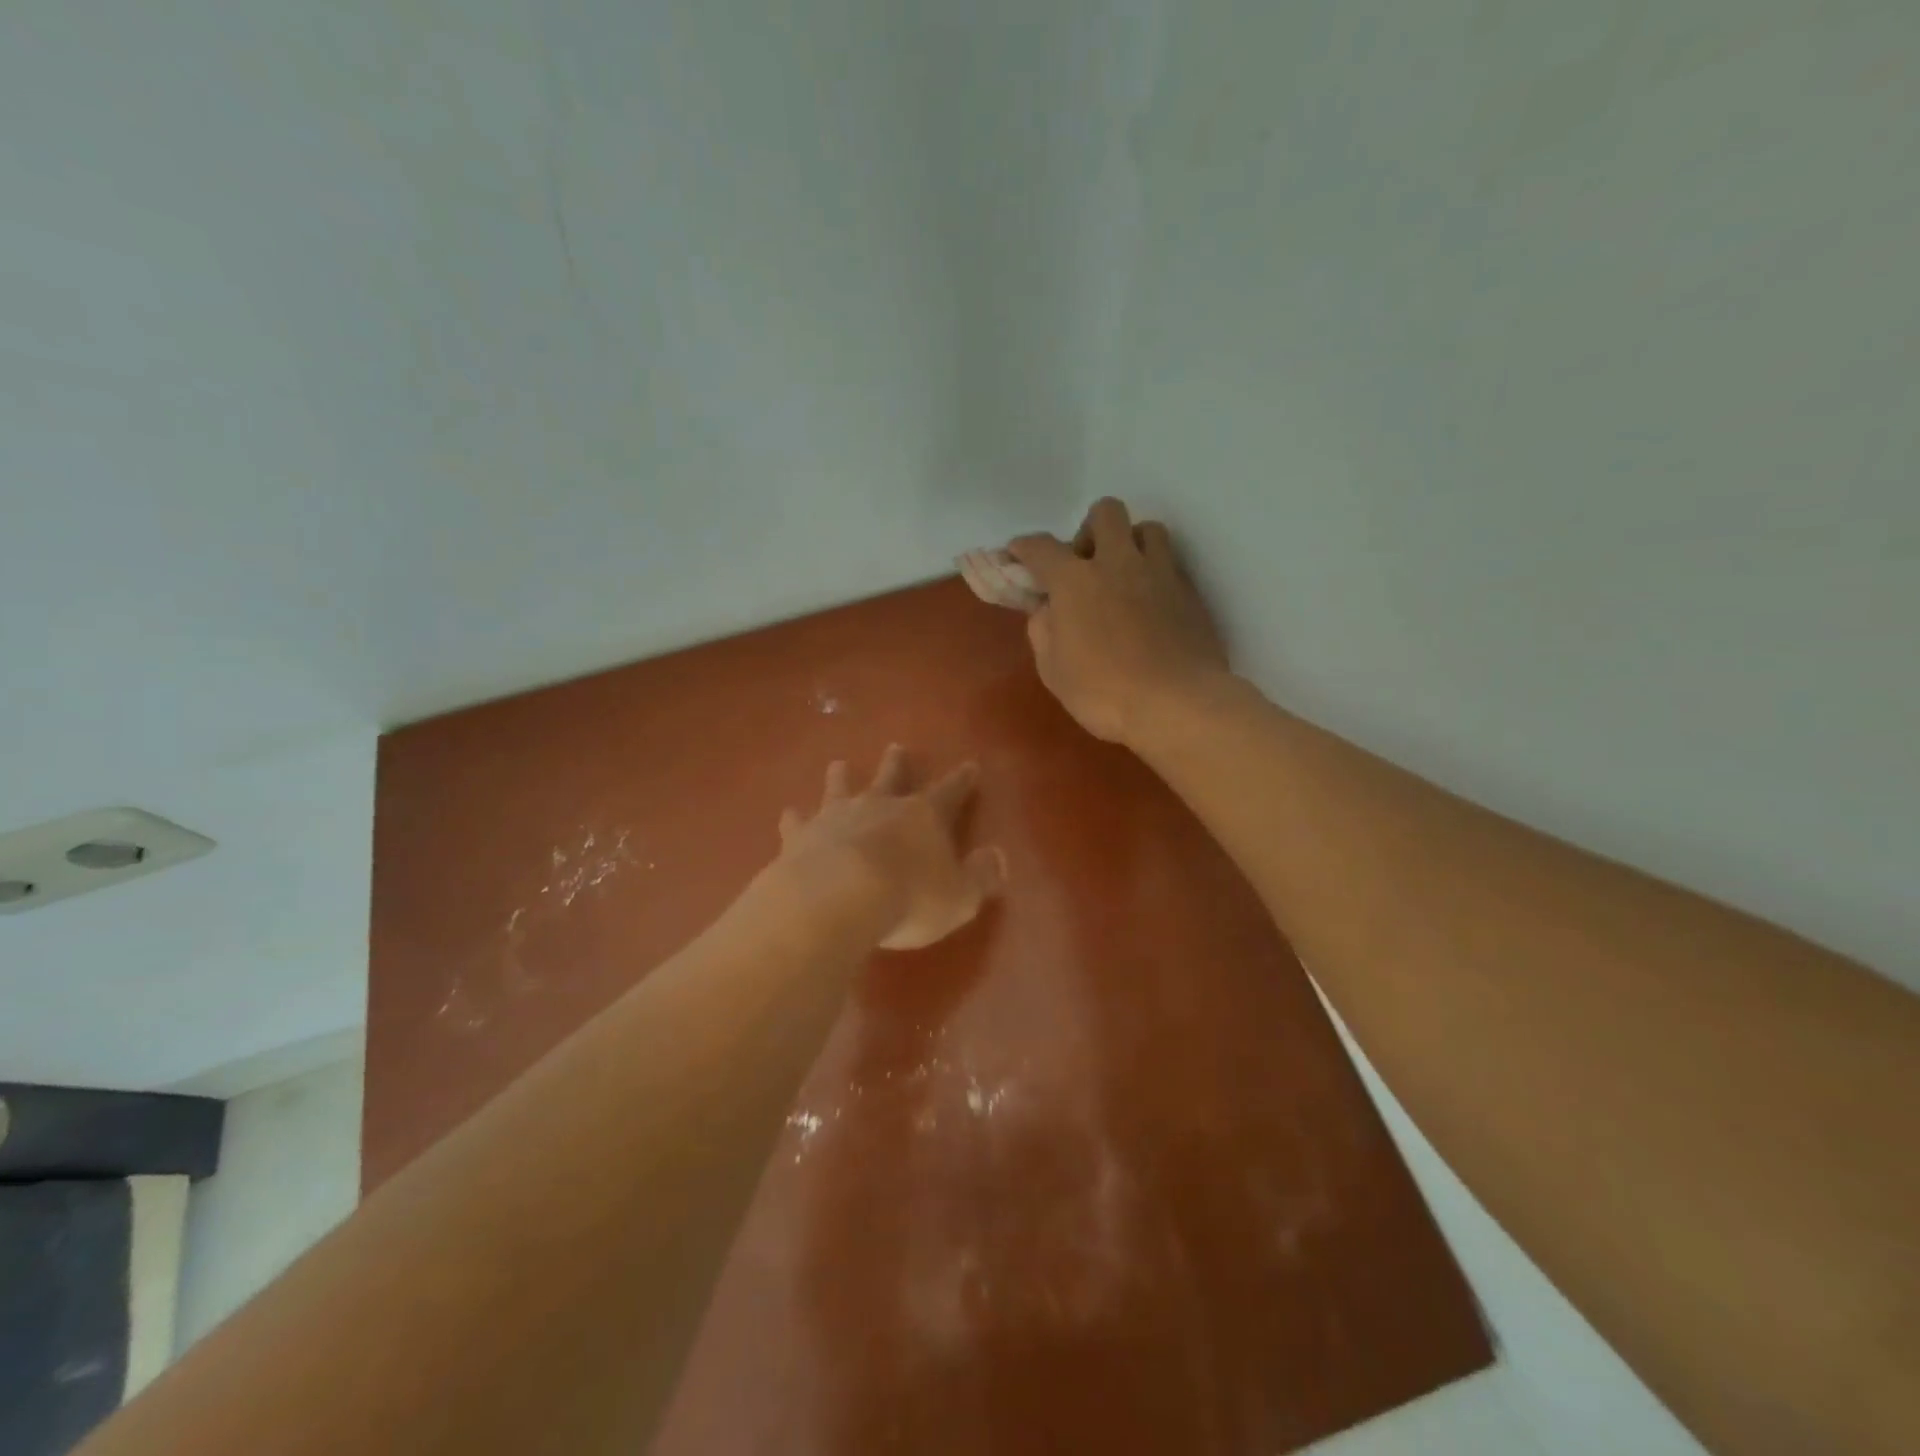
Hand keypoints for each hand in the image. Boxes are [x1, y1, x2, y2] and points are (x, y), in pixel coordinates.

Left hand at [775, 746, 1006, 949]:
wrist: (838, 898)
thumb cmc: (909, 899)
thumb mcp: (960, 898)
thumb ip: (980, 876)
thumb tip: (997, 857)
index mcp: (923, 817)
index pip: (950, 792)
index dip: (962, 780)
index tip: (970, 765)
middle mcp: (880, 807)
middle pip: (891, 778)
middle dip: (896, 764)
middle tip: (896, 747)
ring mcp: (837, 817)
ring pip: (841, 789)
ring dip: (841, 777)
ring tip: (838, 764)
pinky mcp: (801, 837)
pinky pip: (798, 822)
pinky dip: (795, 818)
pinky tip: (789, 813)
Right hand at [1009, 498, 1228, 745]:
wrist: (1177, 705)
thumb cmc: (1104, 692)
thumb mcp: (1053, 670)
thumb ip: (1043, 630)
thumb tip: (1047, 609)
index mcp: (1075, 580)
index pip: (1041, 547)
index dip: (1024, 547)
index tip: (1018, 554)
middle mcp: (1118, 563)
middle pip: (1105, 513)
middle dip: (1089, 530)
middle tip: (1085, 565)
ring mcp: (1160, 573)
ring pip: (1147, 528)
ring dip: (1130, 543)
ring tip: (1124, 575)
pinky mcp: (1189, 591)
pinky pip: (1170, 563)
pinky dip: (1155, 573)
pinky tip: (1151, 602)